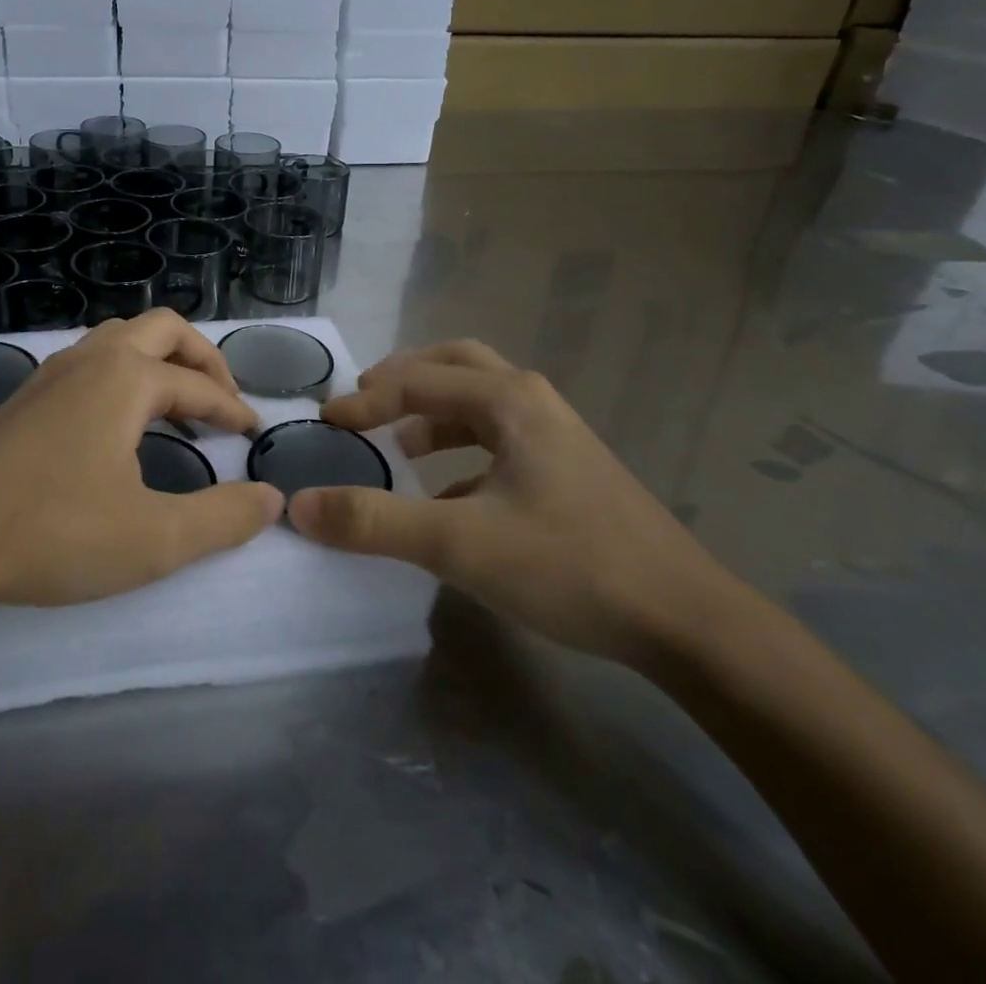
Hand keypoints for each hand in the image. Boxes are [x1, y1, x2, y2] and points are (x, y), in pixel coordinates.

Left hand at [0, 311, 283, 612]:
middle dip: (201, 358)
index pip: (198, 385)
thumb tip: (272, 499)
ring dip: (158, 360)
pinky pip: (88, 362)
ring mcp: (50, 374)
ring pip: (118, 339)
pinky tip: (115, 420)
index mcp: (126, 378)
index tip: (254, 434)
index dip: (232, 409)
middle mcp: (90, 360)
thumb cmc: (53, 532)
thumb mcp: (154, 538)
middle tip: (222, 399)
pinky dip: (122, 374)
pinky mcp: (22, 399)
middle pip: (162, 330)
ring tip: (174, 403)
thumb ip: (222, 518)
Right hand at [287, 340, 728, 665]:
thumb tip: (300, 505)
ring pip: (480, 400)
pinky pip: (499, 438)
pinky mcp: (568, 468)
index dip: (363, 402)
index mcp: (507, 399)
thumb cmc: (569, 565)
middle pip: (454, 365)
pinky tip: (446, 493)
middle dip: (403, 380)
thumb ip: (374, 523)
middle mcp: (531, 401)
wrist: (685, 620)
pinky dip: (461, 448)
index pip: (415, 382)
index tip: (324, 425)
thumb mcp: (459, 544)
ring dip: (433, 411)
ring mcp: (555, 433)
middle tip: (364, 405)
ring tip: (398, 444)